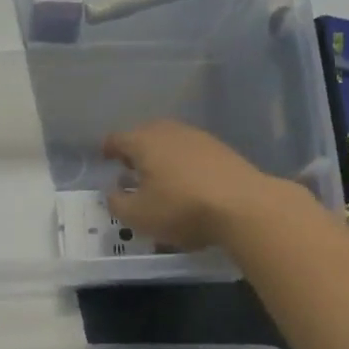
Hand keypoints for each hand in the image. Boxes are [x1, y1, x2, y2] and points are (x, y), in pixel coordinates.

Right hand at [103, 120, 283, 251]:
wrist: (244, 207)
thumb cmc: (181, 209)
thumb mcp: (138, 216)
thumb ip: (117, 203)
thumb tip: (112, 192)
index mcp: (144, 142)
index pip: (117, 138)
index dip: (108, 149)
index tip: (105, 158)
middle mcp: (170, 131)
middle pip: (145, 135)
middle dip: (135, 150)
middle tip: (130, 169)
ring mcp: (199, 138)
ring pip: (171, 142)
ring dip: (161, 156)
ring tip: (159, 177)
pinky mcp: (222, 150)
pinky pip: (192, 152)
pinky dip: (183, 163)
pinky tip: (187, 183)